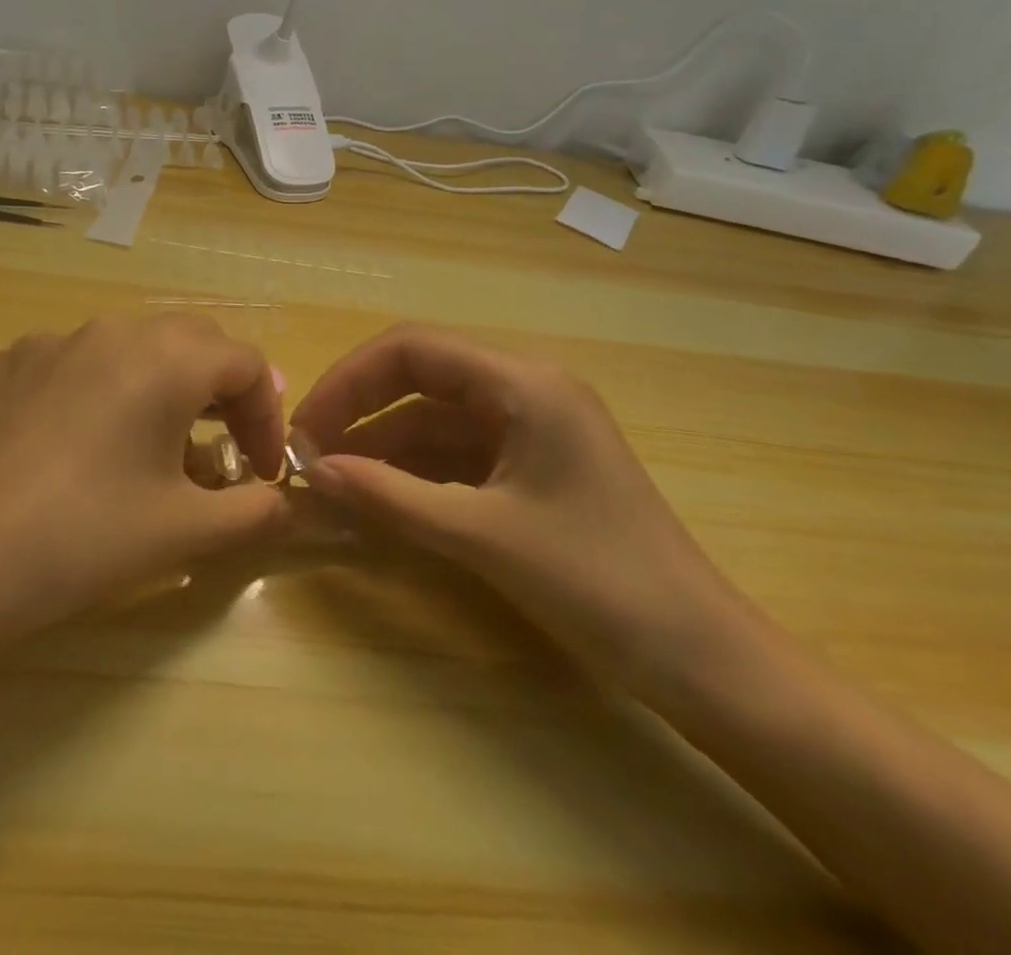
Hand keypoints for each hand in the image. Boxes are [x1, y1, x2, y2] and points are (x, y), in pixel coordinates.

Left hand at [0, 315, 290, 654]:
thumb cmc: (82, 540)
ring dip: (163, 386)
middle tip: (224, 449)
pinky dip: (104, 390)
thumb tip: (283, 501)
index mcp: (163, 358)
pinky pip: (78, 362)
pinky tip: (84, 444)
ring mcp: (52, 341)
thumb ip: (252, 511)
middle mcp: (111, 330)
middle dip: (221, 391)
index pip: (245, 363)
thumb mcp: (184, 532)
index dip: (266, 417)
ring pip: (132, 347)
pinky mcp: (9, 363)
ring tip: (158, 446)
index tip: (260, 474)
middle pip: (192, 342)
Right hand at [291, 325, 749, 694]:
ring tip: (328, 476)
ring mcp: (530, 428)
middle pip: (420, 377)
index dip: (349, 380)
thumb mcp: (482, 537)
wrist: (706, 662)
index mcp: (523, 383)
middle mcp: (524, 389)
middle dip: (359, 410)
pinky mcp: (531, 465)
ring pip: (434, 418)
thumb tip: (311, 471)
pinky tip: (376, 493)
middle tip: (306, 451)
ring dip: (381, 444)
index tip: (304, 425)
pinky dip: (412, 469)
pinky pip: (455, 452)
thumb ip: (390, 497)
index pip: (412, 349)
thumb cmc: (599, 585)